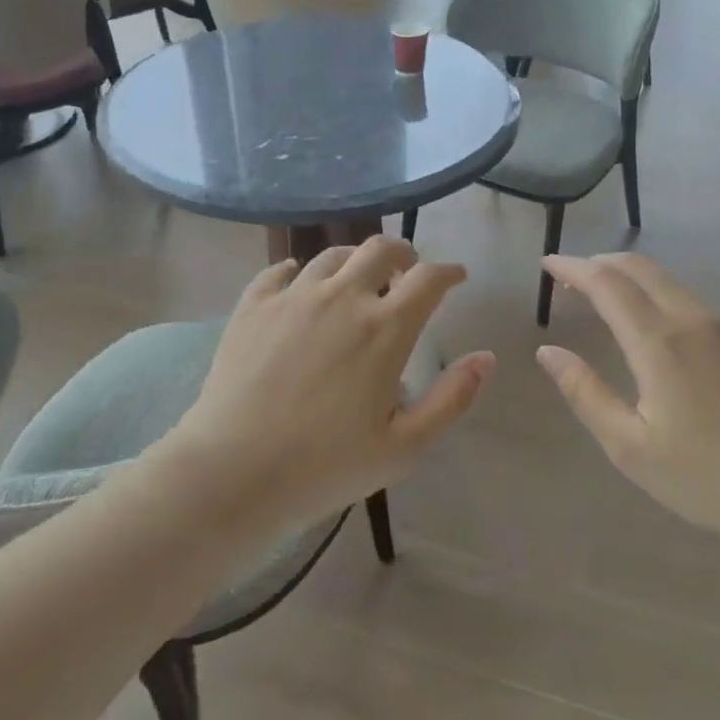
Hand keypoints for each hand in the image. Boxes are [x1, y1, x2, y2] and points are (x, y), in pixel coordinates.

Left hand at [166, 235, 493, 528]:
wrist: (234, 470)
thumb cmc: (326, 465)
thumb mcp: (405, 446)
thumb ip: (451, 398)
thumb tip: (486, 357)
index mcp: (385, 328)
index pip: (429, 279)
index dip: (449, 272)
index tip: (456, 277)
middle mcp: (342, 297)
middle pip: (381, 249)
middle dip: (403, 254)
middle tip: (407, 271)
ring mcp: (293, 297)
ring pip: (333, 255)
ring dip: (356, 260)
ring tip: (358, 277)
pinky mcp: (253, 306)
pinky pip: (281, 271)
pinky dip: (300, 271)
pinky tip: (300, 283)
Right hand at [537, 253, 719, 537]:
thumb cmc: (706, 475)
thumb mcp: (629, 446)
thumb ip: (585, 393)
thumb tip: (548, 352)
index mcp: (659, 342)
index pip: (606, 283)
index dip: (572, 268)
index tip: (547, 264)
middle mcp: (692, 320)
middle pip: (639, 268)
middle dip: (599, 263)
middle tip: (569, 279)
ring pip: (668, 281)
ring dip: (629, 279)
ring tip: (603, 299)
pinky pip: (692, 303)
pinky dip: (659, 297)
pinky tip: (655, 329)